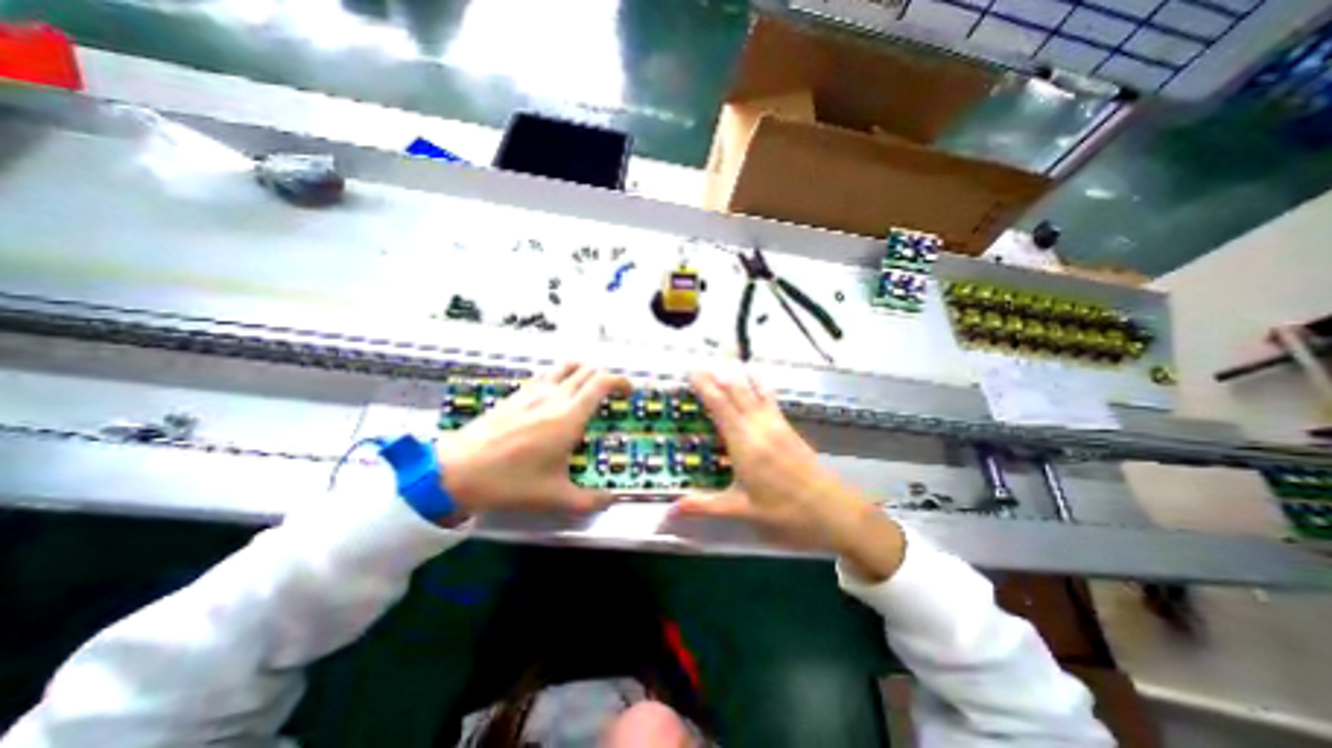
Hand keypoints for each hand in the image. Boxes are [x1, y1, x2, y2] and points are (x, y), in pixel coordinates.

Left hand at [436, 364, 626, 516]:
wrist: (456, 471)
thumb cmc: (510, 482)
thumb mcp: (554, 497)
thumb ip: (589, 500)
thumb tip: (611, 500)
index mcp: (569, 416)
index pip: (602, 382)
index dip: (620, 381)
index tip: (628, 392)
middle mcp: (554, 396)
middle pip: (587, 369)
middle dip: (606, 377)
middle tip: (612, 394)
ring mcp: (533, 391)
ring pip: (566, 366)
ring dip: (583, 372)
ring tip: (587, 390)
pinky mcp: (516, 393)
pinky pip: (546, 375)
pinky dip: (561, 377)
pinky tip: (557, 397)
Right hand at [679, 372, 905, 580]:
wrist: (833, 510)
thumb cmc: (785, 512)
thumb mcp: (742, 510)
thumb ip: (704, 506)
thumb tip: (670, 509)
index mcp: (744, 443)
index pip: (719, 406)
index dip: (704, 386)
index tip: (691, 370)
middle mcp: (758, 427)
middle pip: (734, 393)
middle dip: (715, 377)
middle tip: (699, 365)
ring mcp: (776, 425)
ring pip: (753, 392)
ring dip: (736, 376)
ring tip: (725, 362)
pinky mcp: (788, 428)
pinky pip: (769, 399)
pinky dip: (759, 384)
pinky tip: (757, 377)